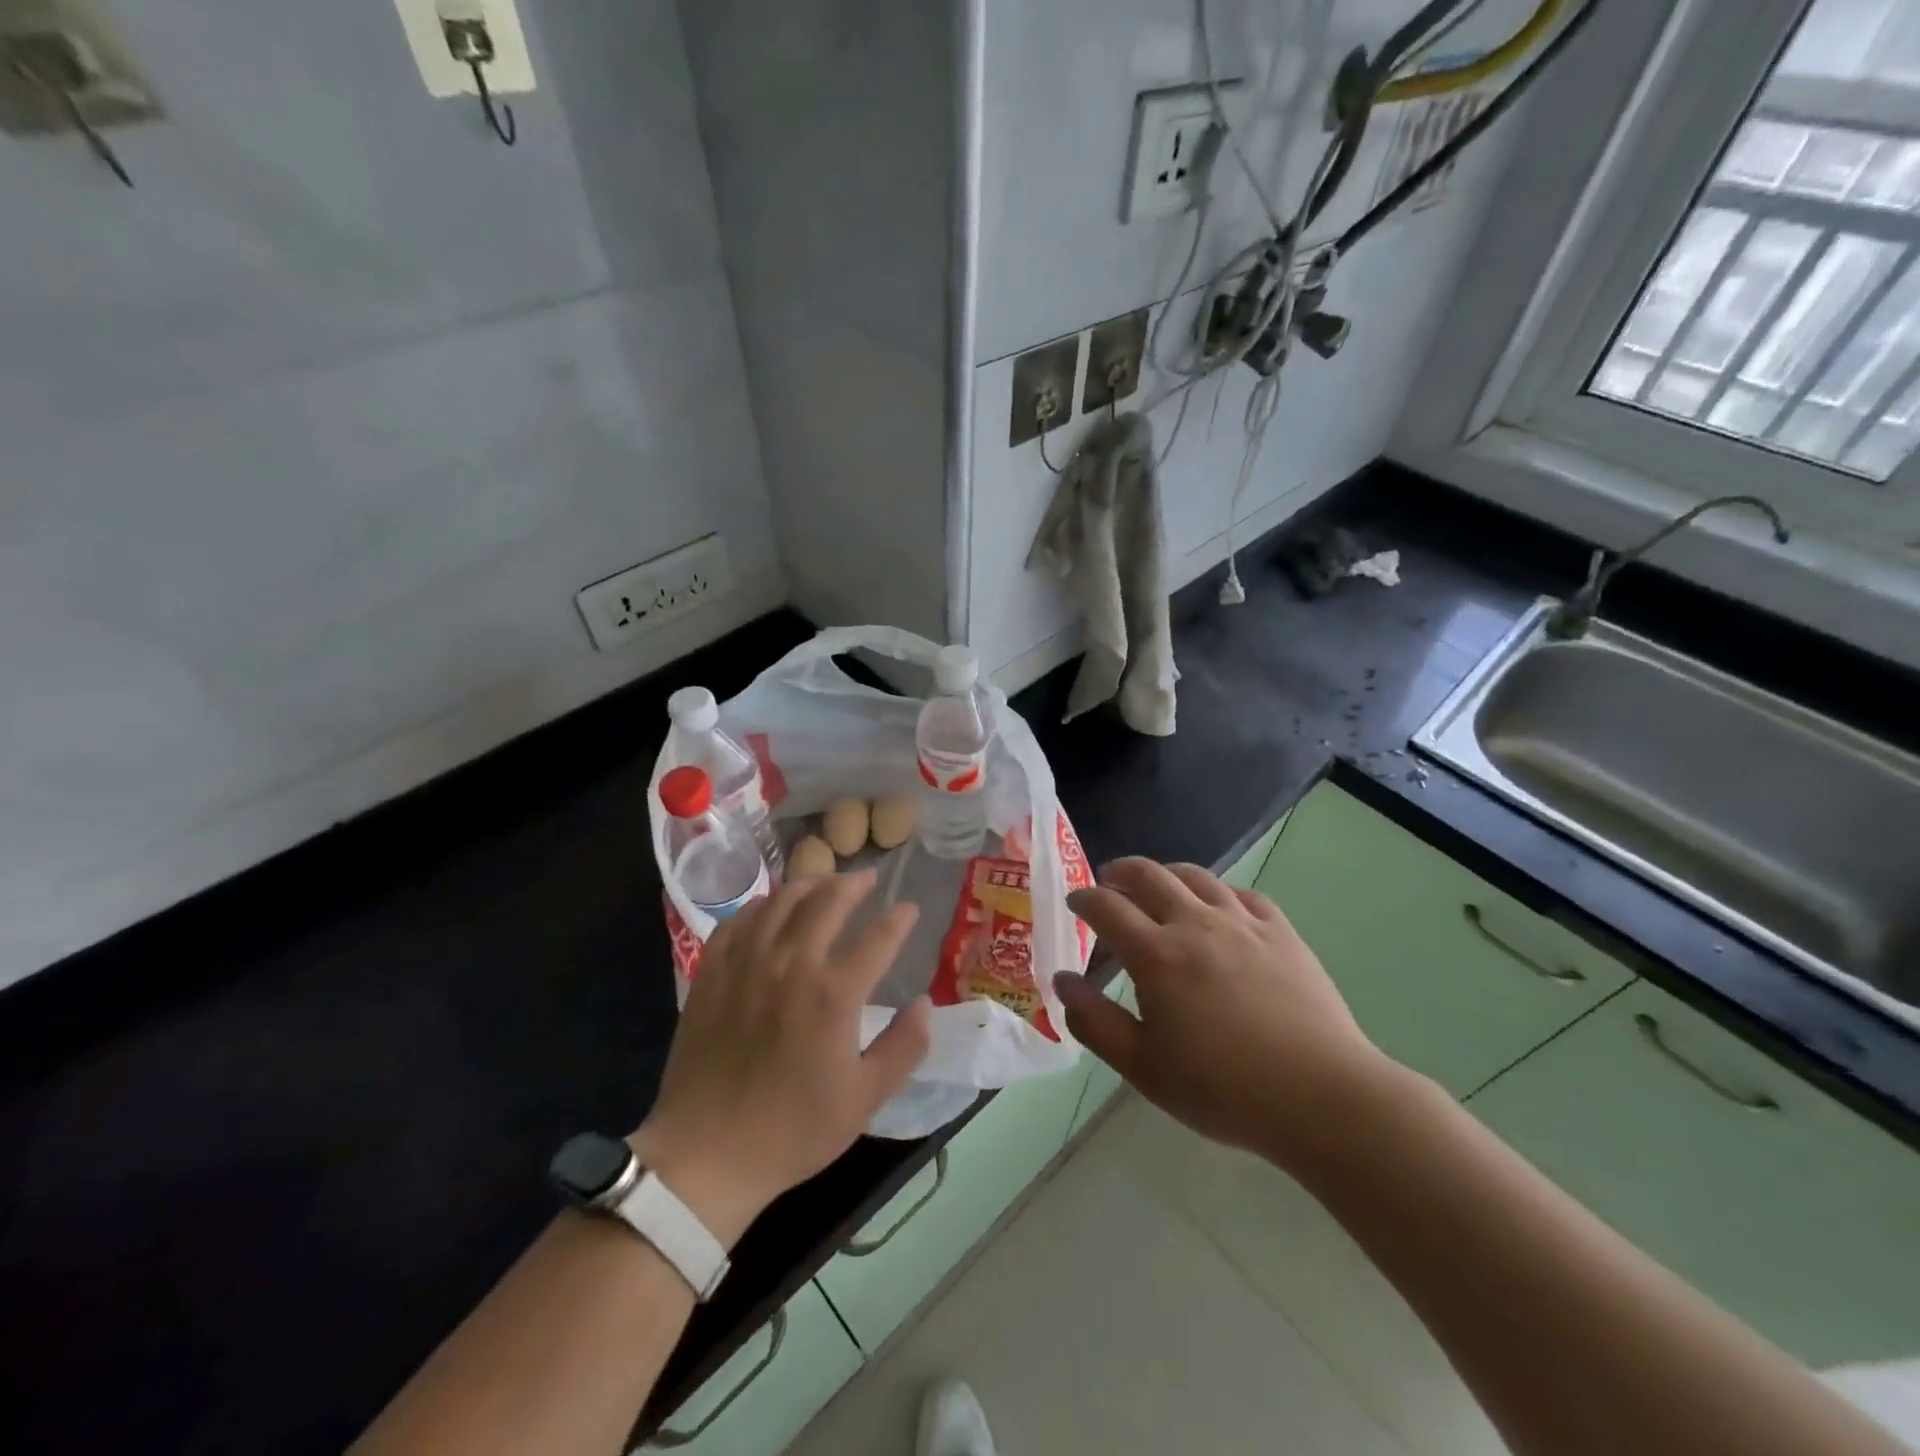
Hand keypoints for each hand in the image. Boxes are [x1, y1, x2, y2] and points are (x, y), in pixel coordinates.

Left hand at [631, 870, 929, 1246]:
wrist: (706, 1155)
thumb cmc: (793, 1130)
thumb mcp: (865, 1099)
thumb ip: (905, 1046)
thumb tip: (925, 1004)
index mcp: (834, 993)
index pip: (878, 938)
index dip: (899, 919)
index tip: (910, 909)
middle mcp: (791, 963)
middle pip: (828, 901)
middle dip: (855, 884)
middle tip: (869, 879)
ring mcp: (746, 963)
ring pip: (782, 900)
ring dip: (810, 884)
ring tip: (824, 883)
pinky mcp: (711, 972)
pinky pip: (738, 921)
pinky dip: (761, 906)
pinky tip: (770, 910)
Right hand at [1055, 858, 1389, 1168]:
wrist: (1321, 1096)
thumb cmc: (1223, 1089)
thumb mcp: (1143, 1067)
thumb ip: (1094, 1021)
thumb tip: (1062, 980)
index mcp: (1157, 955)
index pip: (1107, 907)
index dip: (1084, 898)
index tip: (1075, 902)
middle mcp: (1196, 924)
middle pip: (1149, 874)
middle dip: (1120, 872)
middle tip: (1109, 882)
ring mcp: (1243, 923)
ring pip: (1196, 876)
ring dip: (1166, 875)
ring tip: (1159, 888)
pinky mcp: (1281, 931)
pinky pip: (1242, 894)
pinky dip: (1218, 893)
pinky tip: (1219, 910)